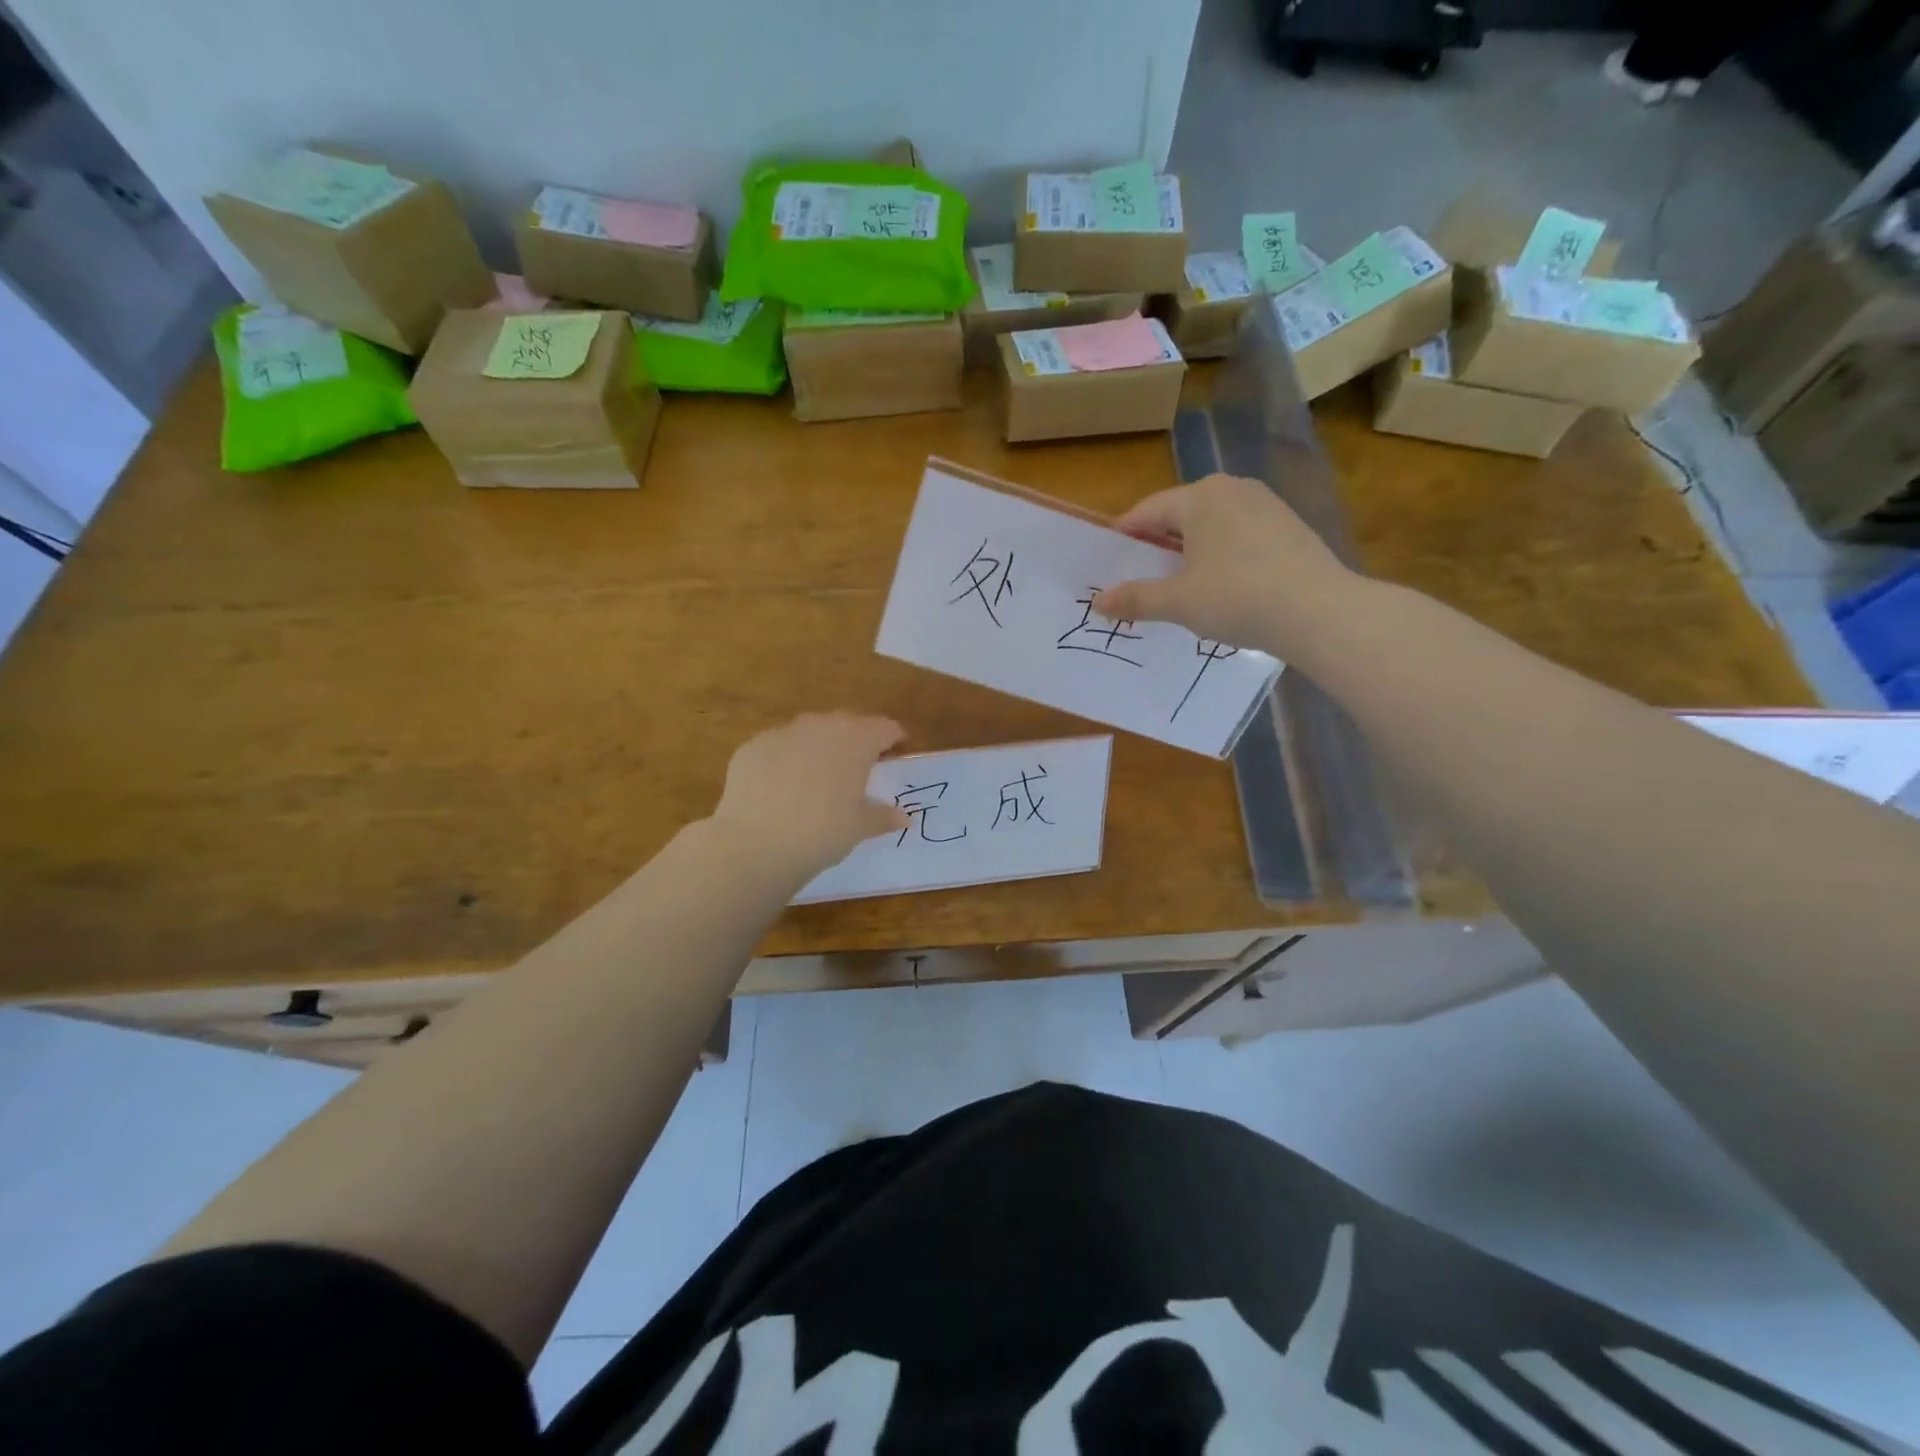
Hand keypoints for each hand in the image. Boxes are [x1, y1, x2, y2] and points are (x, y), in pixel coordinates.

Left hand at [710, 713, 909, 878]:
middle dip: (857, 740)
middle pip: (848, 723)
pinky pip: (778, 746)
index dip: (893, 740)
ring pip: (810, 731)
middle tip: (859, 767)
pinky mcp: (752, 746)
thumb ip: (883, 816)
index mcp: (857, 740)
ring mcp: (784, 732)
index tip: (895, 755)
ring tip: (819, 776)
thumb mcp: (859, 828)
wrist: (755, 843)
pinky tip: (781, 787)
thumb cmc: (822, 832)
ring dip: (820, 746)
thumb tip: (904, 818)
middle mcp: (822, 726)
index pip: (884, 728)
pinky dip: (786, 759)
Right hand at [1093, 474, 1356, 657]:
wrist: (1320, 612)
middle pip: (1180, 516)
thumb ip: (1135, 598)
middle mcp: (1232, 488)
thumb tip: (1097, 603)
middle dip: (1157, 546)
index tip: (1109, 564)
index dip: (1124, 538)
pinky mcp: (1289, 526)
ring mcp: (1266, 504)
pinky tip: (1223, 587)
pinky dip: (1221, 556)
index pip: (1146, 512)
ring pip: (1212, 526)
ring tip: (1180, 587)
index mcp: (1200, 496)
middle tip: (1141, 579)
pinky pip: (1239, 536)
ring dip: (1190, 553)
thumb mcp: (1178, 602)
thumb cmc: (1237, 598)